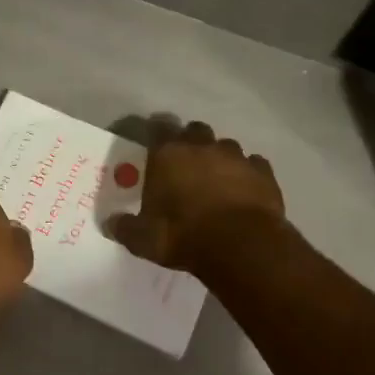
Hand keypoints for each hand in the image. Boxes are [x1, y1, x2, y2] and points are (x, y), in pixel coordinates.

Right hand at [113, 121, 289, 272]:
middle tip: (186, 166)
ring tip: (217, 181)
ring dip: (220, 159)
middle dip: (191, 143)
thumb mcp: (144, 239)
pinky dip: (248, 174)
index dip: (156, 134)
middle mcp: (202, 147)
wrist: (242, 246)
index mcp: (168, 154)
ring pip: (226, 146)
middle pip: (195, 130)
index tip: (154, 147)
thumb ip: (126, 228)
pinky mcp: (264, 172)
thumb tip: (111, 224)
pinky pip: (254, 165)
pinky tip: (245, 191)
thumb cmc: (183, 235)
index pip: (158, 128)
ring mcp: (236, 157)